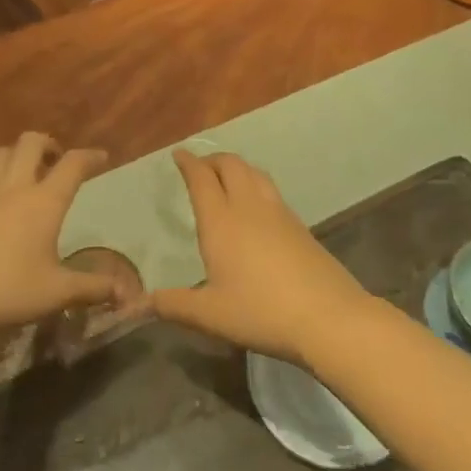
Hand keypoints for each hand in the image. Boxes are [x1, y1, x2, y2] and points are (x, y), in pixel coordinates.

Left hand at [0, 133, 129, 344]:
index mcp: (44, 203)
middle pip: (31, 143)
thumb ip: (93, 288)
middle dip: (47, 144)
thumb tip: (125, 293)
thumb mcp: (57, 294)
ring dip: (13, 156)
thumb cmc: (7, 294)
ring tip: (18, 171)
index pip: (74, 165)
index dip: (90, 156)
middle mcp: (13, 186)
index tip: (100, 158)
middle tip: (53, 161)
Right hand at [151, 151, 366, 363]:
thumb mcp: (210, 315)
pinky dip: (256, 184)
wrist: (328, 316)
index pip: (201, 178)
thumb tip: (143, 303)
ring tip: (227, 178)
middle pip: (231, 165)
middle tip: (200, 166)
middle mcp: (249, 207)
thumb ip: (174, 306)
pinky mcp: (300, 225)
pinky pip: (271, 190)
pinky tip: (257, 207)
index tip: (179, 154)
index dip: (189, 163)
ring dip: (236, 168)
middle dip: (212, 159)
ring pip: (255, 173)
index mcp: (221, 221)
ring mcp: (279, 213)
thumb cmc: (261, 312)